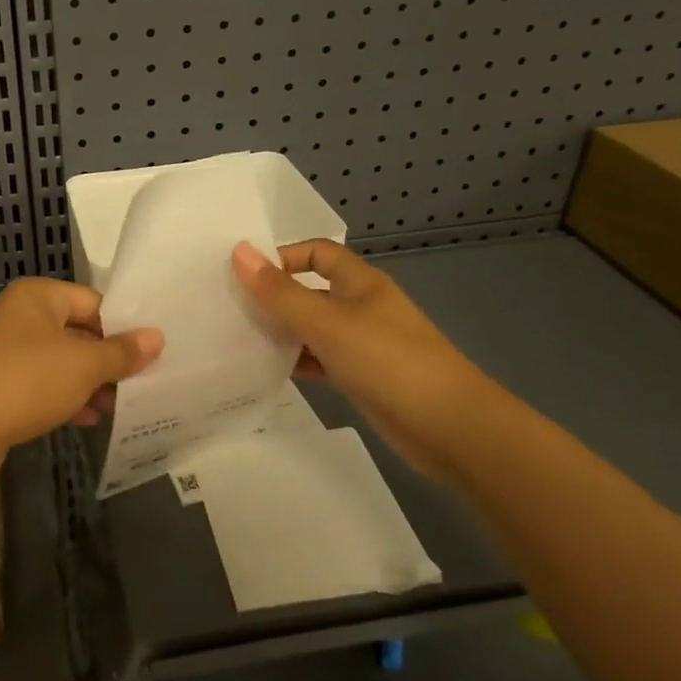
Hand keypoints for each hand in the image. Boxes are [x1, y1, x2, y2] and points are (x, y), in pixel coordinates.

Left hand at [0, 278, 162, 479]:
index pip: (92, 301)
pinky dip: (63, 398)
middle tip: (139, 384)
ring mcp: (2, 352)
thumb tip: (157, 336)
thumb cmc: (25, 381)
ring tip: (116, 406)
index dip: (122, 326)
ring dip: (87, 383)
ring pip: (58, 362)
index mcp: (36, 296)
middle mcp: (17, 316)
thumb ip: (121, 351)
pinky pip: (39, 385)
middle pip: (75, 331)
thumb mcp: (83, 365)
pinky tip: (86, 419)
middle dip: (106, 359)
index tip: (150, 354)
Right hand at [232, 239, 503, 476]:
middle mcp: (361, 307)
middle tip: (230, 308)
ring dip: (283, 332)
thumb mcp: (326, 323)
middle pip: (311, 290)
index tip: (245, 276)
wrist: (450, 428)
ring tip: (240, 340)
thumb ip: (280, 292)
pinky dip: (298, 362)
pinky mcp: (363, 377)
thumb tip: (239, 252)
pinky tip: (269, 371)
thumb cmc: (388, 361)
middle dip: (275, 297)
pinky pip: (322, 360)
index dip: (282, 257)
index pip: (316, 252)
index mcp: (360, 283)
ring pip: (313, 328)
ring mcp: (364, 343)